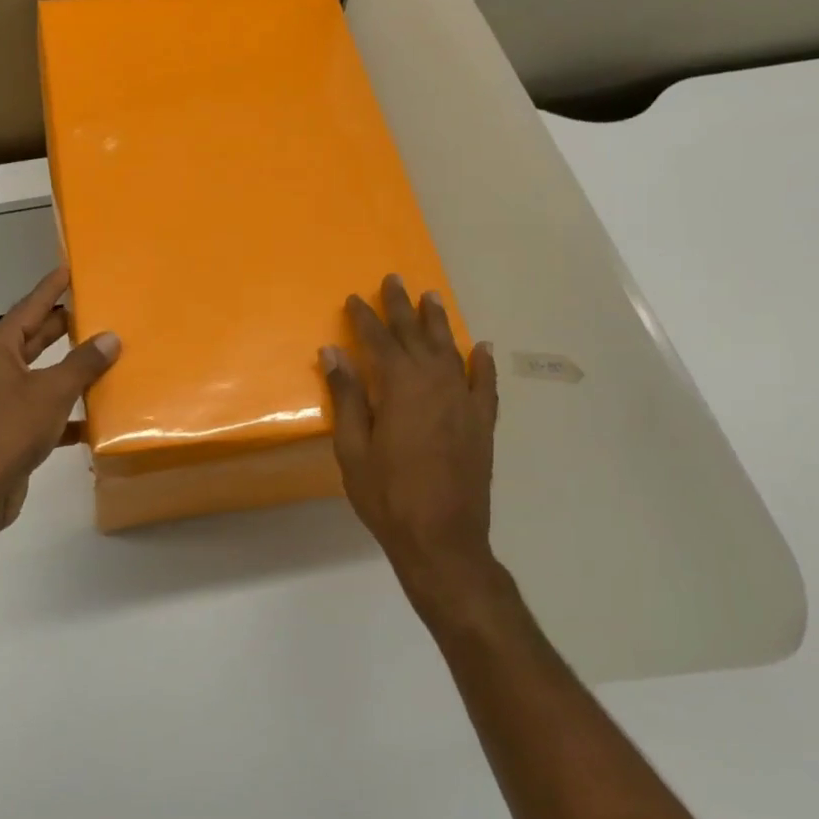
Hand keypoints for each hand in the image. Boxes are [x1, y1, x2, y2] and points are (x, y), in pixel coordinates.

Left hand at [0, 267, 119, 540]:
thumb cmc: (8, 431)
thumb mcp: (52, 393)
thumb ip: (83, 364)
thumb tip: (110, 337)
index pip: (29, 307)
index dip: (50, 288)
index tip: (68, 269)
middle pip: (34, 339)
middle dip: (63, 327)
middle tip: (96, 310)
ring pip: (40, 375)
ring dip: (69, 370)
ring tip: (104, 358)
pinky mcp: (6, 430)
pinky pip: (41, 410)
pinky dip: (64, 412)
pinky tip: (93, 419)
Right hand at [321, 274, 505, 628]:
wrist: (442, 538)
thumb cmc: (387, 495)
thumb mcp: (353, 448)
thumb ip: (346, 397)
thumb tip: (333, 352)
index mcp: (400, 387)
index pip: (378, 341)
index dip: (364, 318)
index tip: (353, 298)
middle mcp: (436, 383)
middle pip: (416, 336)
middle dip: (401, 308)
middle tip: (394, 280)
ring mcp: (464, 401)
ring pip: (451, 350)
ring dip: (439, 323)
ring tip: (432, 297)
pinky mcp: (482, 423)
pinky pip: (485, 383)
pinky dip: (483, 363)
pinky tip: (481, 347)